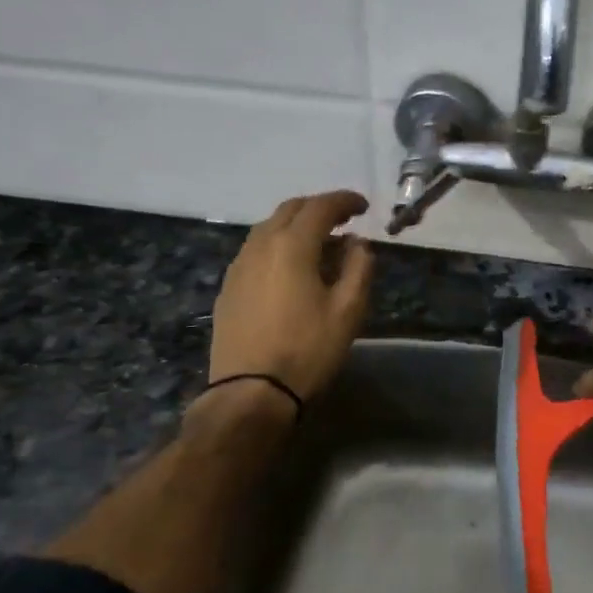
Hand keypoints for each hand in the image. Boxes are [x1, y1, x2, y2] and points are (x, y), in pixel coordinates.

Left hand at [209, 191, 373, 401]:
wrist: (251, 391)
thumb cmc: (308, 349)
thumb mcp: (348, 311)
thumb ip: (358, 268)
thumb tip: (358, 243)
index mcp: (292, 245)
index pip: (320, 207)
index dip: (345, 201)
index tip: (364, 207)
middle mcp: (260, 246)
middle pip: (290, 210)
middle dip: (318, 208)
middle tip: (343, 220)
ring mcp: (239, 266)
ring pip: (268, 228)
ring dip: (296, 225)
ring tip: (319, 243)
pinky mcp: (228, 287)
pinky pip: (255, 250)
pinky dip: (278, 245)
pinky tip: (290, 267)